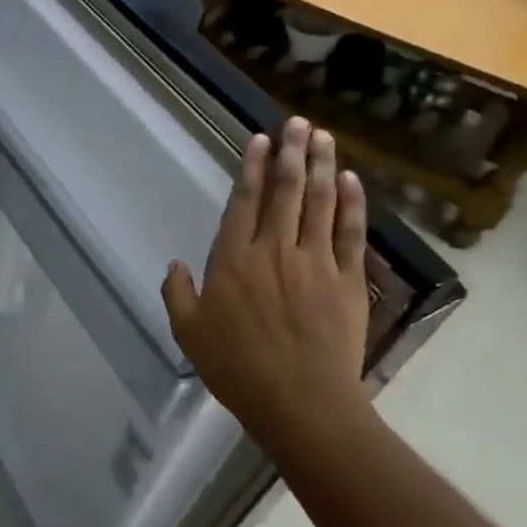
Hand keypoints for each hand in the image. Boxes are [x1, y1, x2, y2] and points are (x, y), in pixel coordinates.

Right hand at [162, 118, 370, 443]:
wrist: (301, 403)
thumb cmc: (237, 368)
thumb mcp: (189, 333)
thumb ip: (177, 294)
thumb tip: (174, 265)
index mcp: (234, 260)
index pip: (244, 201)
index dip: (252, 167)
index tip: (260, 139)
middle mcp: (275, 250)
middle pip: (285, 191)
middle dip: (292, 152)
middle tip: (298, 123)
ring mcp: (316, 262)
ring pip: (320, 202)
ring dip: (322, 165)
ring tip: (323, 137)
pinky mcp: (348, 281)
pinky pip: (351, 232)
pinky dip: (352, 203)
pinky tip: (351, 179)